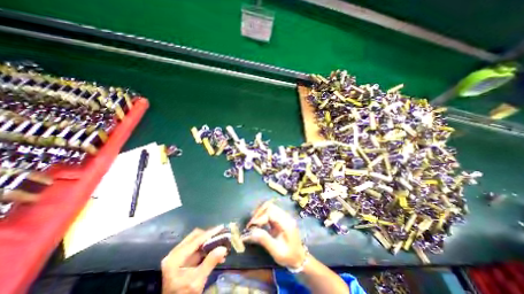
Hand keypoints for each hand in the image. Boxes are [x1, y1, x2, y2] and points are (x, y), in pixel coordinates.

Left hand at [163, 226, 226, 292]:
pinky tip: (214, 252)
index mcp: (176, 258)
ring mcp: (177, 255)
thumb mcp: (197, 281)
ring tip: (220, 244)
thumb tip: (223, 248)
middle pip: (195, 236)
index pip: (196, 240)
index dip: (210, 233)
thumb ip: (210, 262)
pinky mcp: (181, 258)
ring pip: (195, 240)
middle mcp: (175, 253)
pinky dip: (205, 248)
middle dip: (209, 235)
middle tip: (221, 235)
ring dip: (208, 241)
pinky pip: (195, 247)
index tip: (221, 227)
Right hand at [246, 202, 307, 268]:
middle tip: (251, 223)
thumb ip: (264, 240)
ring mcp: (284, 216)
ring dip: (260, 213)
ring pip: (270, 207)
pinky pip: (270, 211)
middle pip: (270, 206)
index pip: (270, 213)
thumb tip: (250, 232)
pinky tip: (258, 222)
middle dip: (259, 213)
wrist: (299, 258)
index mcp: (286, 223)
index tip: (251, 227)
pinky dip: (263, 215)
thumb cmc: (288, 257)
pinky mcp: (281, 218)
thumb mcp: (276, 251)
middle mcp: (286, 216)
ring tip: (253, 222)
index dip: (259, 218)